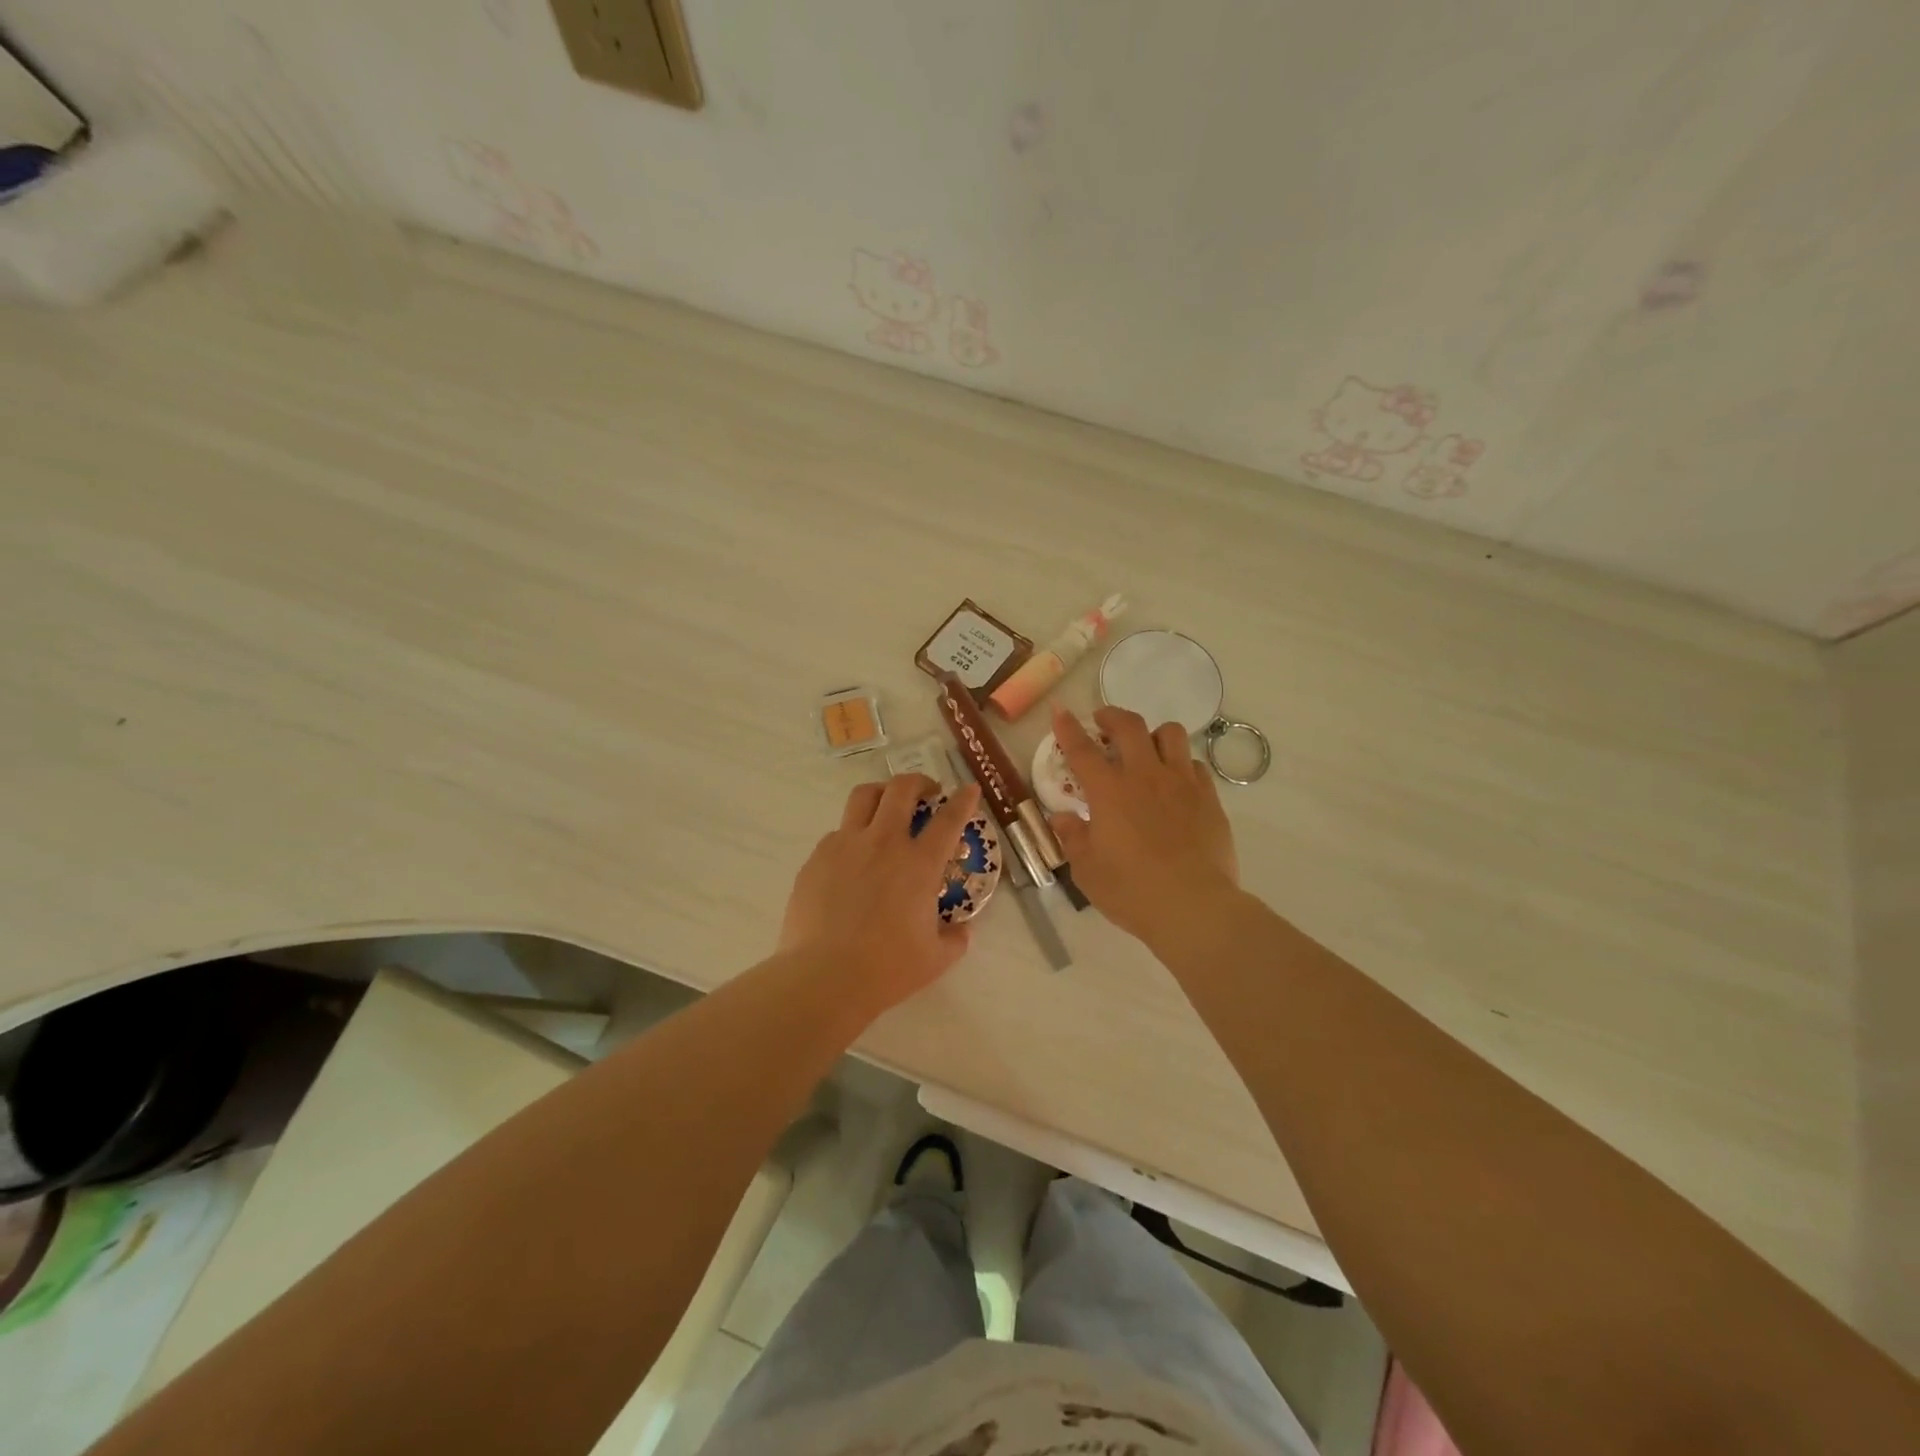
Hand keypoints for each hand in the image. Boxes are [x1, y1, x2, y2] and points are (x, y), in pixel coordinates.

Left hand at [778, 775, 983, 1015]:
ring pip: (864, 796)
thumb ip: (955, 939)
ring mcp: (846, 845)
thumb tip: (962, 929)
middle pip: (901, 789)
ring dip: (882, 794)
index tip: (969, 789)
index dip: (963, 800)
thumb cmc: (887, 969)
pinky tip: (853, 859)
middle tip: (926, 793)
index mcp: (919, 864)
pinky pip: (837, 833)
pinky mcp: (817, 858)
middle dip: (919, 782)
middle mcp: (884, 843)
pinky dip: (852, 835)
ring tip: (886, 807)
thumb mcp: (935, 958)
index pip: (949, 819)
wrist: (824, 977)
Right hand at [1050, 704, 1241, 946]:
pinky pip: (1194, 764)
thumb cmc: (1131, 891)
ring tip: (1146, 748)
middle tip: (1103, 722)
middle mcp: (1144, 776)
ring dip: (1152, 734)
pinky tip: (1175, 783)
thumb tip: (1063, 817)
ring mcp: (1181, 783)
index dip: (1068, 728)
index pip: (1082, 749)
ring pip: (1170, 734)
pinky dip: (1180, 764)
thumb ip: (1073, 837)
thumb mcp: (1087, 870)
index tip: (1060, 711)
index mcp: (1109, 792)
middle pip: (1129, 726)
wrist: (1193, 906)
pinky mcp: (1209, 798)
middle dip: (1111, 716)